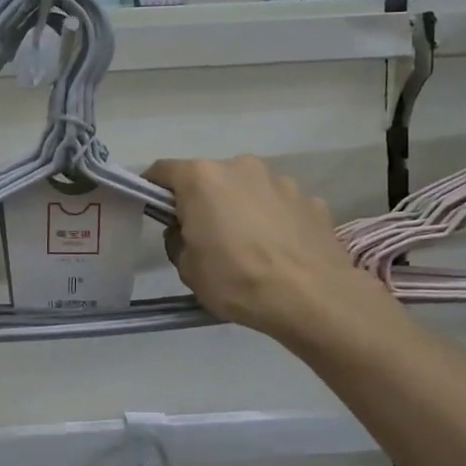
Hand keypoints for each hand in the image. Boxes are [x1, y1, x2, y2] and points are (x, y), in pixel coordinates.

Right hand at [146, 156, 388, 342]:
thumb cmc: (237, 280)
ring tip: (250, 248)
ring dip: (243, 209)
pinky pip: (281, 207)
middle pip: (210, 179)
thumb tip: (188, 231)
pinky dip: (275, 222)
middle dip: (204, 201)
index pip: (164, 171)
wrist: (312, 298)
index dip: (153, 189)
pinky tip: (280, 252)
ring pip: (249, 191)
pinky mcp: (312, 200)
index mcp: (202, 179)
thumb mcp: (188, 269)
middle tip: (206, 237)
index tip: (154, 210)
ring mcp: (281, 181)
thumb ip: (179, 240)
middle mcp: (241, 167)